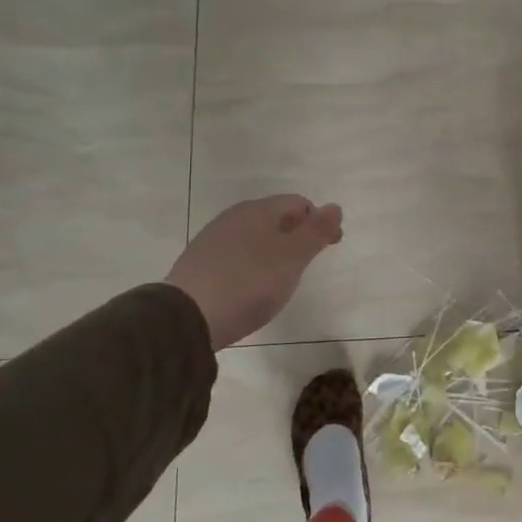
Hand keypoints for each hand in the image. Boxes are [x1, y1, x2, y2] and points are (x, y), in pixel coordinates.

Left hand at [166, 195, 342, 347]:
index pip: (299, 203)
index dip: (320, 221)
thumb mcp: (293, 259)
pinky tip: (251, 285)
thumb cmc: (250, 283)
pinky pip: (236, 254)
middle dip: (297, 234)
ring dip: (274, 249)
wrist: (186, 317)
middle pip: (276, 217)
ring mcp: (213, 239)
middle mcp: (234, 217)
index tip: (332, 246)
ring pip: (255, 235)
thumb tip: (335, 207)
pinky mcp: (199, 263)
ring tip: (282, 276)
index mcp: (259, 210)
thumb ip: (316, 232)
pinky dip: (253, 263)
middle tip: (308, 262)